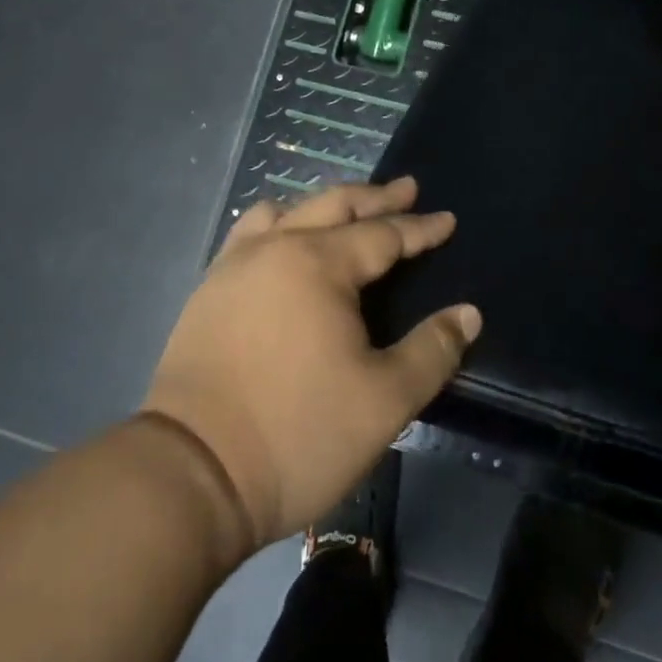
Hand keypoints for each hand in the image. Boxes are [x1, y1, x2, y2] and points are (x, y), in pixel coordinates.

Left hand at [142, 178, 479, 550]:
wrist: (193, 472)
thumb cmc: (298, 433)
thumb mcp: (384, 401)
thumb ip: (432, 351)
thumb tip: (467, 313)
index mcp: (320, 264)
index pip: (382, 234)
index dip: (419, 228)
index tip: (446, 220)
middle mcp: (276, 247)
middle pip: (335, 205)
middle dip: (376, 197)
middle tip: (406, 189)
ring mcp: (235, 265)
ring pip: (288, 211)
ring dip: (325, 205)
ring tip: (346, 211)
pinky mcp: (208, 289)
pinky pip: (250, 233)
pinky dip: (279, 223)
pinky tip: (283, 241)